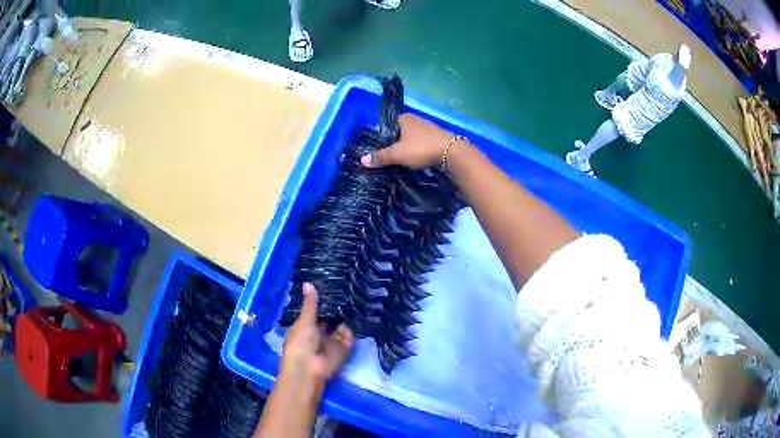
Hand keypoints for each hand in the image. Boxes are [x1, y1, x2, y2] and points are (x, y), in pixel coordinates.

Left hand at [281, 283, 353, 389]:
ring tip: (355, 296)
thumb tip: (308, 283)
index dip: (321, 301)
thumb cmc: (300, 343)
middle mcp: (318, 334)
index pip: (314, 312)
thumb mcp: (304, 321)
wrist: (309, 370)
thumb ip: (310, 304)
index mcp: (304, 327)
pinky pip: (349, 336)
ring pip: (340, 327)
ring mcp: (331, 342)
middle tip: (347, 287)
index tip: (331, 284)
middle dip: (336, 309)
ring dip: (346, 316)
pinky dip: (353, 327)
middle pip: (329, 319)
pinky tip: (359, 312)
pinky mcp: (343, 349)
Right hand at [361, 113, 454, 168]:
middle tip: (388, 158)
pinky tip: (415, 160)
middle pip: (399, 132)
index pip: (387, 126)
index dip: (383, 137)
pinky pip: (421, 143)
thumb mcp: (397, 154)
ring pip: (411, 138)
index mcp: (404, 118)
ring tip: (400, 161)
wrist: (452, 152)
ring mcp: (428, 127)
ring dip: (407, 148)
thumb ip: (380, 156)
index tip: (379, 150)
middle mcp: (415, 119)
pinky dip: (417, 150)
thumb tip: (362, 160)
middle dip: (394, 144)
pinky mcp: (437, 137)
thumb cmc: (421, 148)